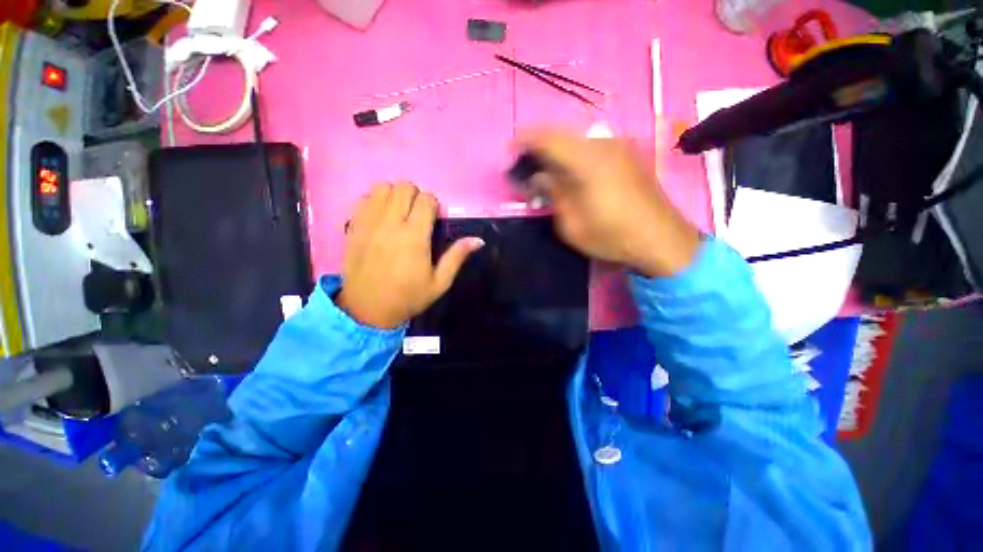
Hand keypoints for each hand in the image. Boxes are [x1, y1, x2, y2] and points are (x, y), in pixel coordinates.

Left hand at [336, 183, 483, 328]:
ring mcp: (369, 223)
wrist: (367, 310)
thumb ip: (457, 257)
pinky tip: (380, 218)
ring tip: (398, 213)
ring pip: (382, 187)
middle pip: (404, 187)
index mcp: (414, 237)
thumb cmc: (408, 297)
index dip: (434, 206)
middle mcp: (391, 224)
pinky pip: (363, 199)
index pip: (426, 200)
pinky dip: (375, 201)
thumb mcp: (439, 283)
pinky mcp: (353, 226)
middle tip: (417, 215)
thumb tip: (478, 240)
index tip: (433, 220)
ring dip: (395, 196)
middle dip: (415, 196)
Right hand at [521, 130, 699, 276]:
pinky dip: (573, 155)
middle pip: (562, 134)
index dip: (524, 141)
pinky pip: (591, 147)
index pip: (548, 138)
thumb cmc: (611, 235)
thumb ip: (553, 193)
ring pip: (577, 139)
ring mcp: (619, 147)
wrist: (661, 239)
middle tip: (526, 166)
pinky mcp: (627, 155)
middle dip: (539, 147)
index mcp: (587, 160)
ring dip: (557, 152)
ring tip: (545, 172)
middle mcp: (604, 144)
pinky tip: (570, 173)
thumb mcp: (571, 223)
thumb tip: (540, 177)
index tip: (509, 153)